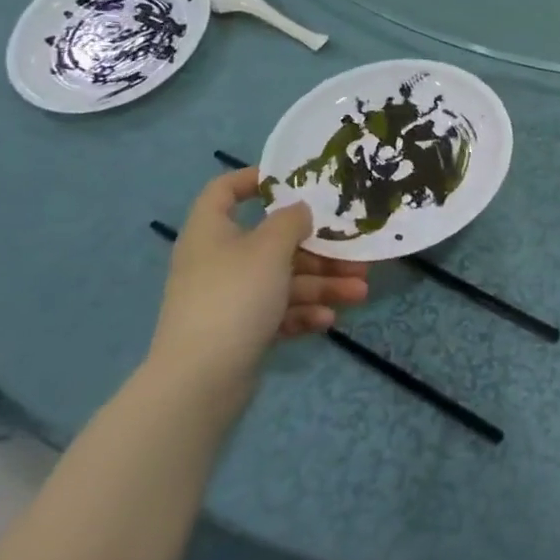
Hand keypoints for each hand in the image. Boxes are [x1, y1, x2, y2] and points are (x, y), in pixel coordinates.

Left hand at [148, 169, 368, 394]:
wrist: (200, 380)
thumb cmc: (234, 297)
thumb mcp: (269, 248)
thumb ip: (291, 221)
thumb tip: (299, 209)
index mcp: (212, 232)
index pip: (224, 191)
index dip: (255, 179)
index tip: (295, 181)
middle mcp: (218, 261)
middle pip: (274, 243)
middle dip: (319, 250)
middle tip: (356, 254)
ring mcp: (229, 298)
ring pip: (284, 280)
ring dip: (324, 284)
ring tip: (359, 292)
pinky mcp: (240, 331)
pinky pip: (278, 312)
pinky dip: (304, 313)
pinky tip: (329, 320)